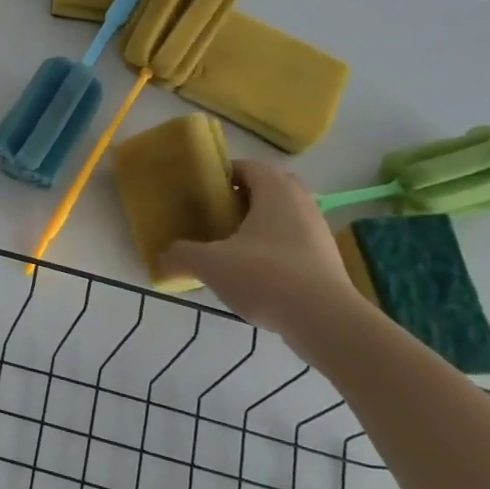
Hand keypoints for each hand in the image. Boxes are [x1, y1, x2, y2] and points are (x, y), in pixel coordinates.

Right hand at [159, 161, 358, 331]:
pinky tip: (255, 274)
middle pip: (269, 188)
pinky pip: (295, 242)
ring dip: (260, 225)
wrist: (325, 321)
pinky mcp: (327, 260)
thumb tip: (162, 257)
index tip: (202, 193)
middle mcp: (301, 202)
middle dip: (243, 199)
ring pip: (283, 216)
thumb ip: (181, 255)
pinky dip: (275, 249)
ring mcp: (318, 231)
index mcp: (275, 190)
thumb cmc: (265, 275)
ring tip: (232, 247)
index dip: (223, 176)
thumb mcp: (210, 264)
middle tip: (217, 216)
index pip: (247, 167)